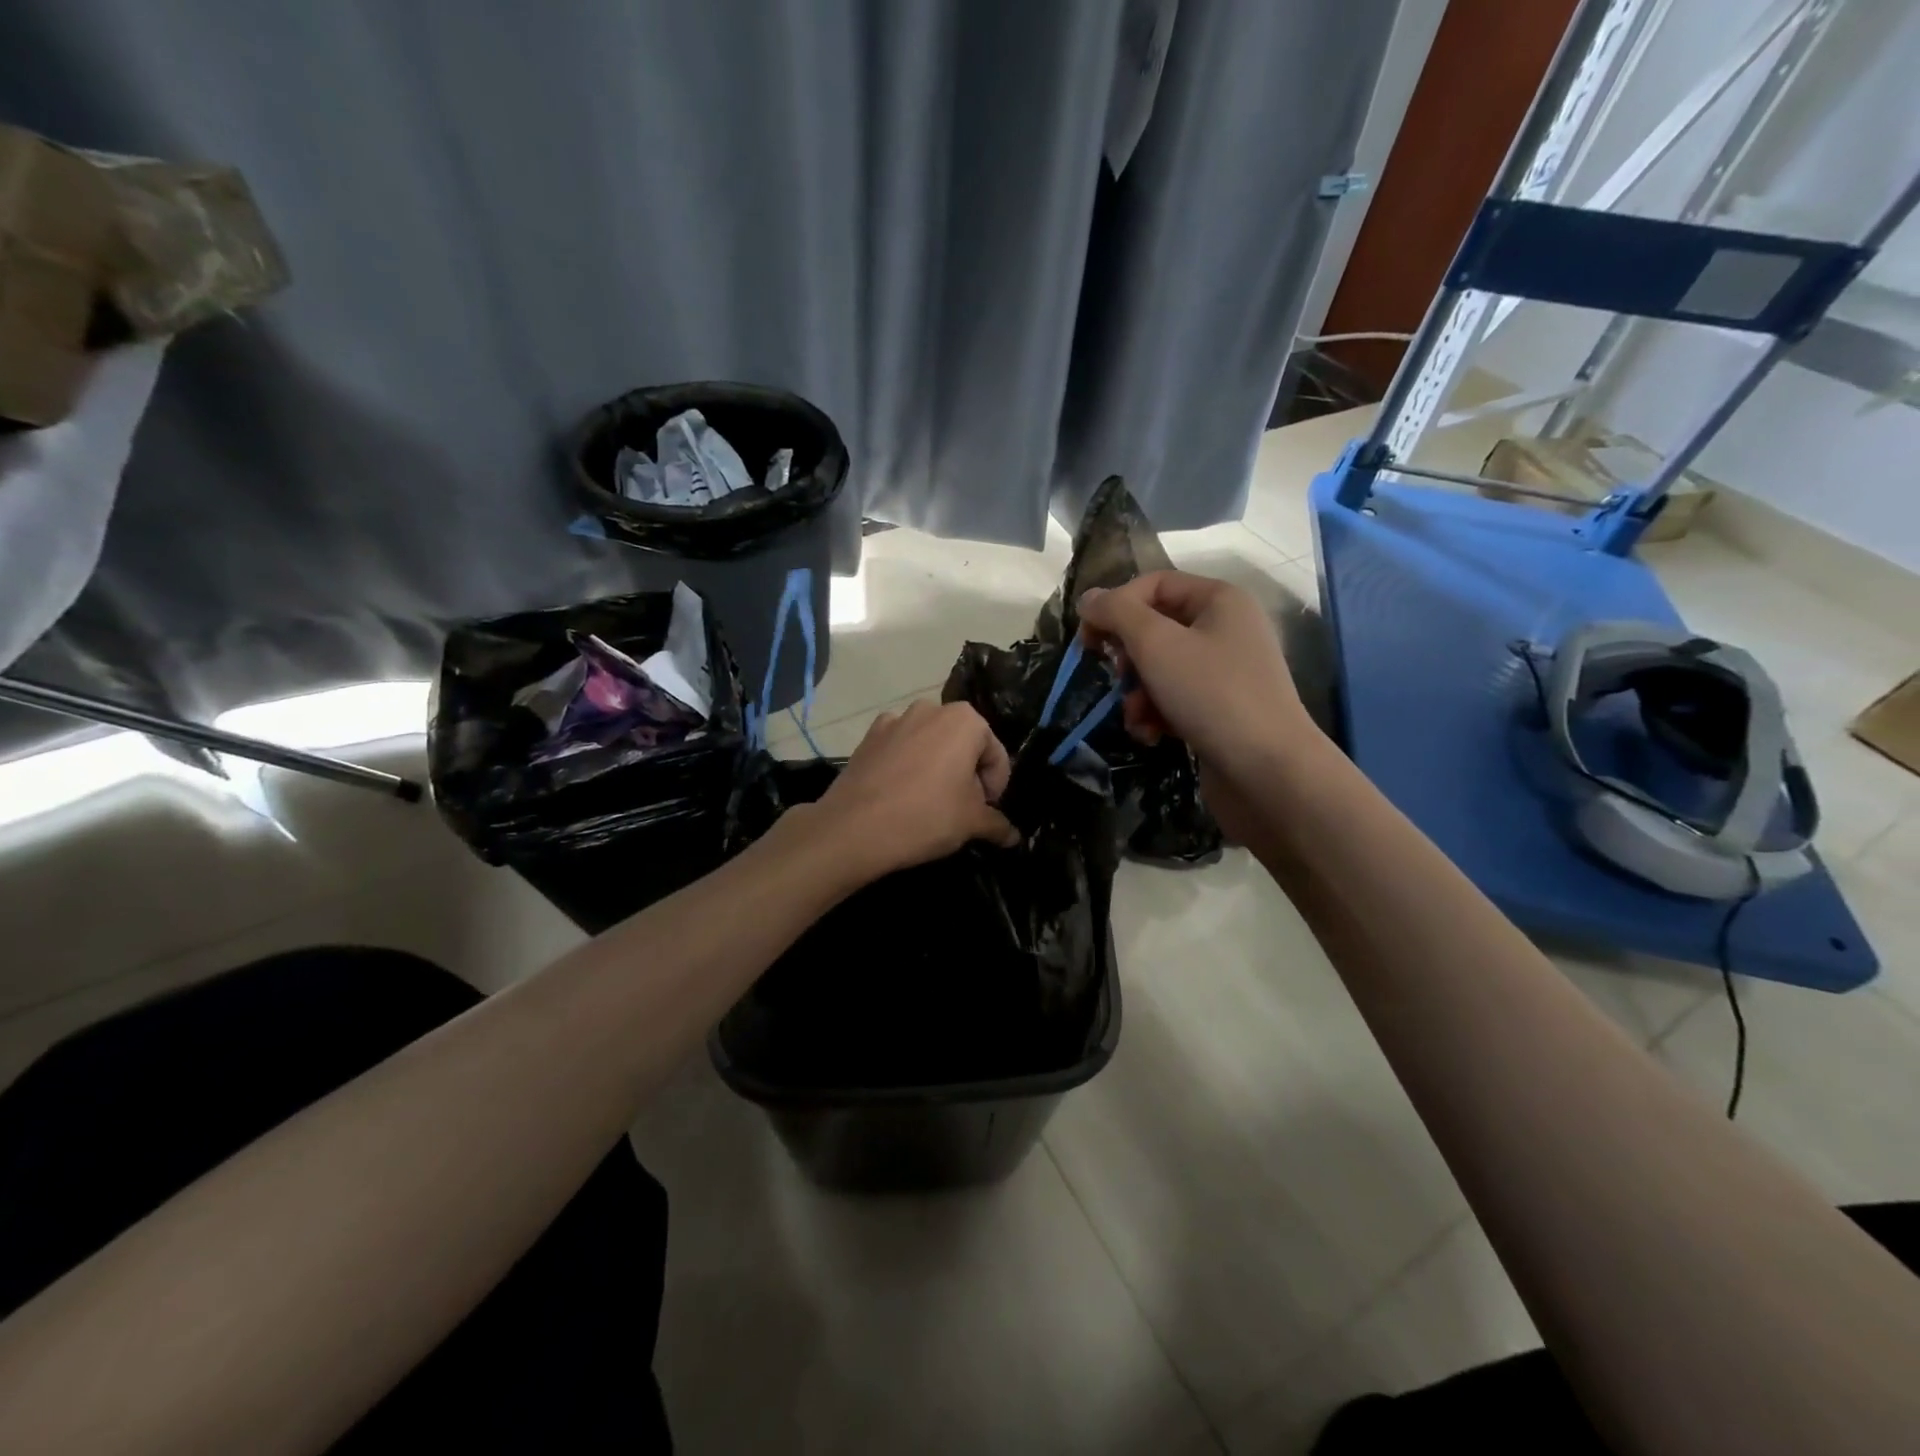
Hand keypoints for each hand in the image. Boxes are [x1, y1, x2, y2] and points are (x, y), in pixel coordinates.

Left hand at [811, 700, 1019, 881]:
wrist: (854, 827)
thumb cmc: (926, 816)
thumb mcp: (971, 823)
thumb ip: (998, 825)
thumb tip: (1014, 836)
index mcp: (965, 720)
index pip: (996, 755)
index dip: (996, 787)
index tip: (985, 812)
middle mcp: (931, 708)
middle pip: (963, 744)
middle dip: (967, 774)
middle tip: (961, 809)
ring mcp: (895, 719)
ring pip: (930, 744)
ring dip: (937, 767)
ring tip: (930, 802)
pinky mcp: (868, 736)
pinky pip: (900, 748)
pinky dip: (907, 765)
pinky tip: (900, 793)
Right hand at [1077, 572, 1320, 840]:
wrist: (1267, 771)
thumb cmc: (1212, 695)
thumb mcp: (1156, 644)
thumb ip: (1117, 613)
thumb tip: (1088, 598)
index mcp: (1219, 600)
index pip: (1154, 585)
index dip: (1116, 606)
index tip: (1087, 640)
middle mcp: (1225, 629)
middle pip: (1155, 628)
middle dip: (1128, 658)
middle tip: (1120, 679)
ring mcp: (1225, 672)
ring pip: (1159, 669)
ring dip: (1137, 693)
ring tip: (1137, 717)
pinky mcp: (1220, 710)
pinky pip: (1174, 699)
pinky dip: (1156, 714)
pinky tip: (1152, 735)